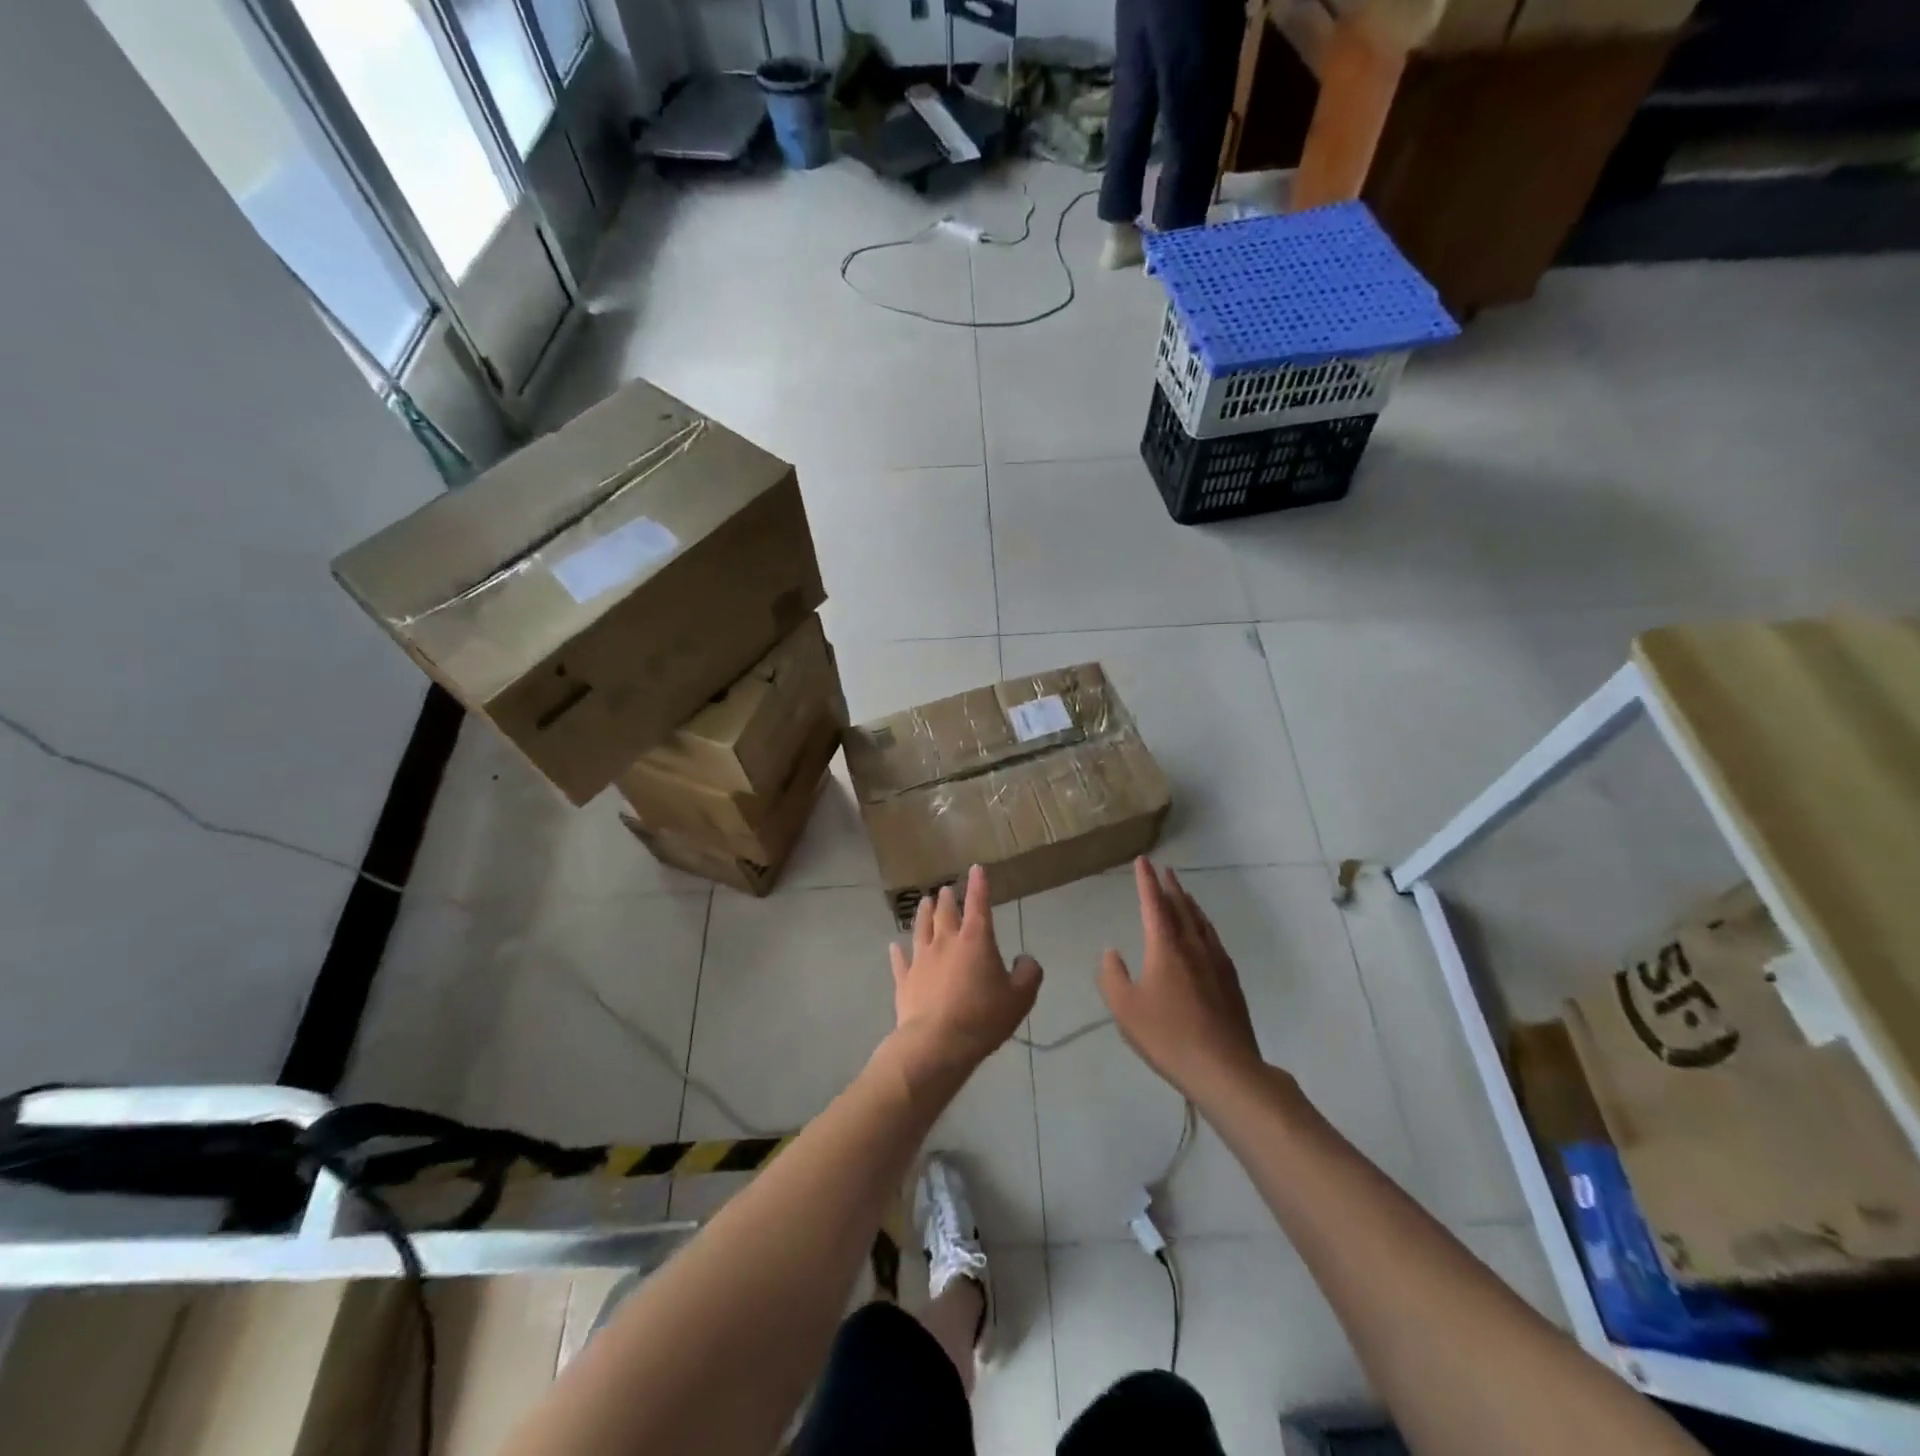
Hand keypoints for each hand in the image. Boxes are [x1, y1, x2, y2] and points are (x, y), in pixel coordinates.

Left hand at [889, 865, 1042, 1080]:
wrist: (936, 1043)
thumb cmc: (982, 1017)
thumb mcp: (1020, 998)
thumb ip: (1028, 974)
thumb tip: (1025, 960)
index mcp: (975, 940)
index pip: (978, 904)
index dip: (978, 885)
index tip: (976, 869)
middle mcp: (945, 942)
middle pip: (945, 912)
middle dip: (947, 898)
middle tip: (945, 889)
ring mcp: (921, 960)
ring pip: (920, 928)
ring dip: (923, 913)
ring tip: (923, 902)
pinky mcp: (904, 980)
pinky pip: (900, 961)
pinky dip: (897, 952)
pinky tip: (894, 946)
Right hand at [1099, 858, 1263, 1098]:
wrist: (1224, 1068)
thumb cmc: (1167, 1036)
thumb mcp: (1125, 1009)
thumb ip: (1112, 976)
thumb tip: (1111, 952)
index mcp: (1165, 947)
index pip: (1153, 904)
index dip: (1146, 881)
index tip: (1142, 861)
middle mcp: (1192, 946)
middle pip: (1181, 907)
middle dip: (1170, 887)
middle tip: (1164, 870)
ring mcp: (1216, 962)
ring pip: (1201, 922)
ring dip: (1189, 903)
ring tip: (1183, 894)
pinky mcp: (1231, 981)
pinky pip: (1214, 940)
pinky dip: (1204, 925)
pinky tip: (1205, 934)